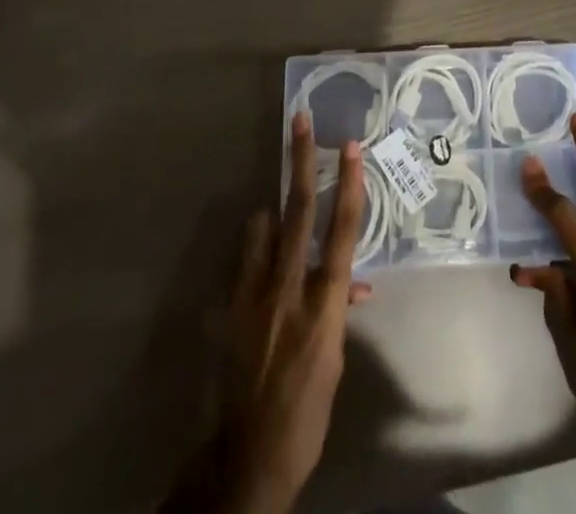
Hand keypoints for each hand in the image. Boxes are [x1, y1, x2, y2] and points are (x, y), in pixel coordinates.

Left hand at [166, 113, 371, 513]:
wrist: (248, 455)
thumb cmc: (307, 409)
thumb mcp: (334, 359)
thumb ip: (338, 309)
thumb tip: (351, 283)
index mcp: (324, 303)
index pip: (342, 230)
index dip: (348, 184)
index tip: (350, 146)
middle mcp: (288, 287)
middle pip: (297, 209)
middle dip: (300, 160)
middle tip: (300, 120)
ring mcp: (251, 294)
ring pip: (261, 228)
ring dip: (272, 218)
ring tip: (276, 226)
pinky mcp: (224, 307)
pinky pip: (242, 262)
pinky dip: (253, 257)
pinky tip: (256, 277)